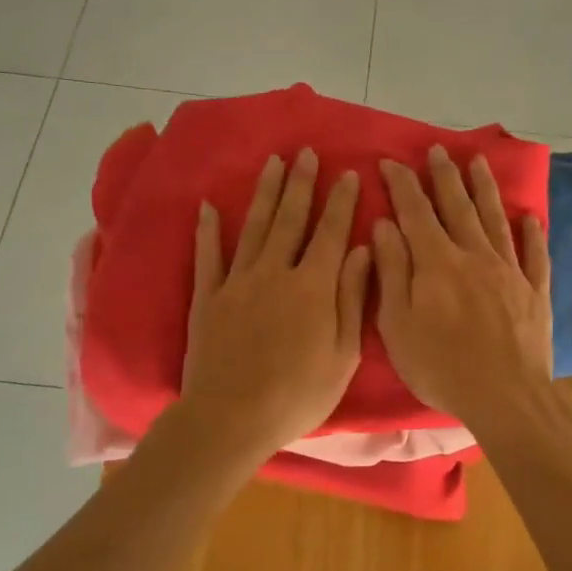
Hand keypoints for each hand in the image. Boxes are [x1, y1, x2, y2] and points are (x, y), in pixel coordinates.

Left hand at [176, 149, 370, 465]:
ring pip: (254, 227)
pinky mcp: (208, 297)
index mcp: (313, 286)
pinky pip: (209, 256)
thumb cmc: (298, 394)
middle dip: (300, 183)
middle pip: (290, 219)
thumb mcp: (343, 354)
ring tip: (273, 163)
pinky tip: (208, 206)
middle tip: (305, 152)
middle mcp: (275, 272)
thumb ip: (352, 298)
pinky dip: (208, 230)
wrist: (231, 418)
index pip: (330, 232)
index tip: (346, 172)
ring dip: (265, 193)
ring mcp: (238, 281)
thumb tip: (363, 250)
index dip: (339, 201)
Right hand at [373, 146, 552, 425]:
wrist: (506, 396)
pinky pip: (534, 254)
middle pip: (458, 206)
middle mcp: (474, 255)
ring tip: (478, 162)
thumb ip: (392, 270)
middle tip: (438, 149)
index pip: (416, 211)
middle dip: (444, 175)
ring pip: (495, 219)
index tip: (391, 161)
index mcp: (437, 261)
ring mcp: (510, 271)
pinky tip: (530, 217)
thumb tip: (385, 225)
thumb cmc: (441, 366)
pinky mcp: (534, 291)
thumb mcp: (397, 323)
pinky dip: (532, 233)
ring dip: (484, 189)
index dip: (402, 184)